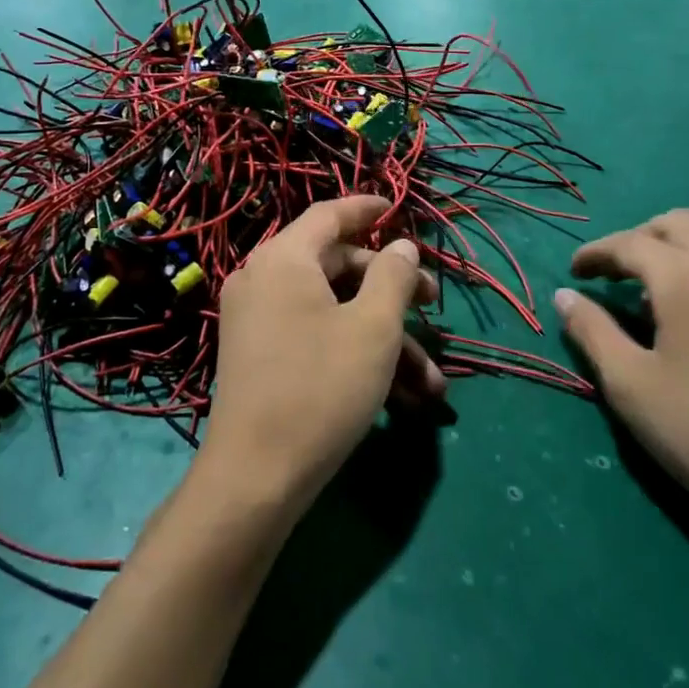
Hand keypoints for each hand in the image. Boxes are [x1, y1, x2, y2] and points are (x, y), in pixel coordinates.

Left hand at [204, 197, 444, 507]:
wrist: (256, 478)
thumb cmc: (321, 388)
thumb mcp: (373, 328)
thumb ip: (393, 277)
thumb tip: (402, 246)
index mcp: (284, 259)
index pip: (329, 215)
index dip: (367, 209)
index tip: (397, 209)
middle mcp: (265, 280)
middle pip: (337, 265)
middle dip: (391, 289)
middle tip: (433, 307)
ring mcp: (259, 320)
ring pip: (334, 311)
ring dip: (384, 338)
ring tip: (431, 381)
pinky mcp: (262, 356)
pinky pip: (316, 337)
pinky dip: (355, 355)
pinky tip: (402, 397)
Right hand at [553, 209, 688, 551]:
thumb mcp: (633, 388)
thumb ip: (593, 333)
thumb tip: (566, 297)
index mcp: (687, 277)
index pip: (629, 243)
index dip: (595, 253)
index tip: (574, 273)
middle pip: (676, 224)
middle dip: (636, 240)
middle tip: (613, 276)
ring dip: (674, 254)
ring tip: (652, 300)